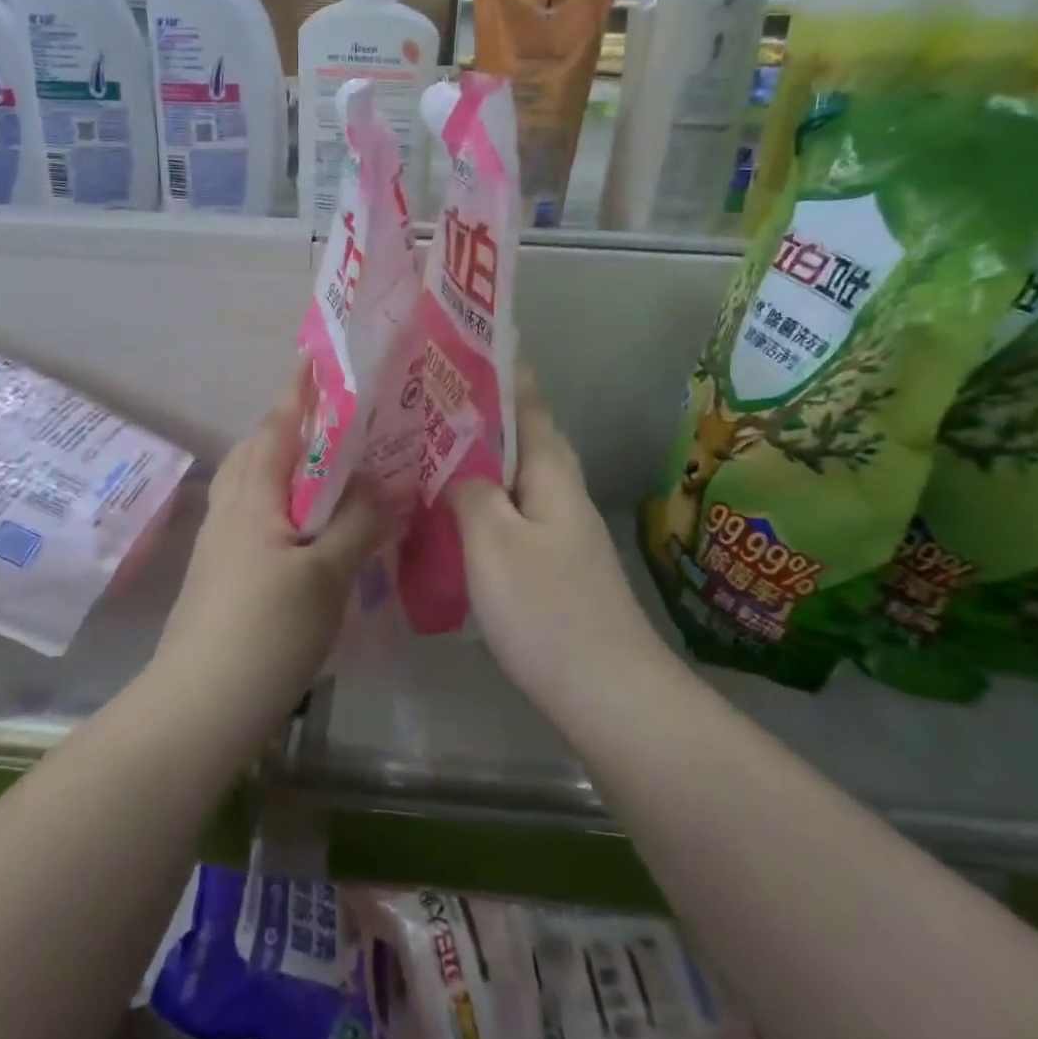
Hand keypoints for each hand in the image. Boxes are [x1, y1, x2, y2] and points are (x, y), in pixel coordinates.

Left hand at [157, 379, 384, 719]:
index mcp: (253, 496)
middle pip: (258, 451)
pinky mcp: (219, 575)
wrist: (198, 705)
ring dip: (285, 469)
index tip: (318, 364)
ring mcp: (219, 544)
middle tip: (339, 427)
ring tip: (329, 475)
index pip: (276, 427)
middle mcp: (229, 509)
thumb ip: (358, 522)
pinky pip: (253, 519)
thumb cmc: (266, 629)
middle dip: (291, 429)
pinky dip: (281, 506)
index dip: (299, 394)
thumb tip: (386, 482)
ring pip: (253, 487)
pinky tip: (308, 532)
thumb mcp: (326, 574)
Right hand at [448, 373, 663, 694]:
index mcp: (552, 472)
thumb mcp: (493, 539)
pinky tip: (452, 516)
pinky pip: (512, 516)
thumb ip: (469, 491)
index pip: (529, 403)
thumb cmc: (547, 608)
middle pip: (523, 438)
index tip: (464, 344)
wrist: (609, 694)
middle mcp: (563, 493)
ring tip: (429, 450)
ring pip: (514, 479)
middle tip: (428, 400)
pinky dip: (482, 504)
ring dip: (479, 460)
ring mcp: (562, 533)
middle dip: (482, 413)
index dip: (502, 371)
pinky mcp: (555, 568)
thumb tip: (454, 469)